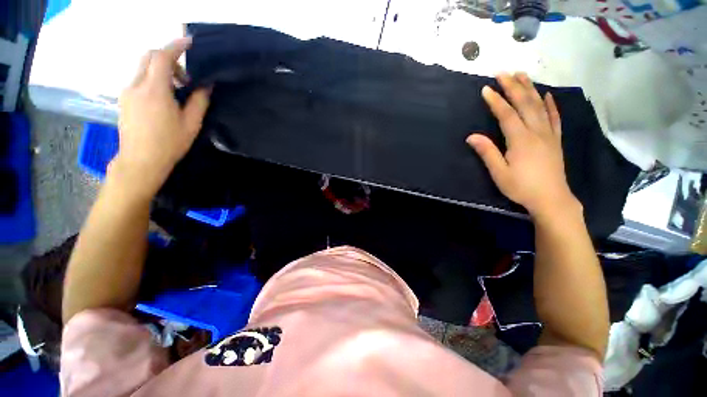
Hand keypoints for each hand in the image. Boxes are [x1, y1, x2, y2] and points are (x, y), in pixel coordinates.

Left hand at [110, 37, 210, 198]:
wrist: (141, 160)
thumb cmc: (169, 143)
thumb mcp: (191, 124)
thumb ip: (199, 101)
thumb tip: (206, 85)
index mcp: (155, 90)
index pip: (162, 57)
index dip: (176, 46)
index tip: (189, 42)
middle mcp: (136, 85)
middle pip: (149, 57)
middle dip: (168, 59)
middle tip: (185, 78)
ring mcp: (127, 91)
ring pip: (142, 67)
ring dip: (160, 71)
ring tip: (176, 91)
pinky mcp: (124, 99)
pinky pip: (138, 79)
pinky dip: (152, 79)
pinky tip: (163, 98)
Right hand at [467, 73, 578, 217]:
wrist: (551, 199)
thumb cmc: (521, 187)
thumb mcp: (499, 173)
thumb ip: (487, 152)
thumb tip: (471, 136)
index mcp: (520, 140)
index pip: (506, 114)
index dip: (496, 101)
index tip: (486, 89)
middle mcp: (536, 131)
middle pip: (524, 104)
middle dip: (513, 87)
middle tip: (503, 72)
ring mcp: (548, 134)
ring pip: (539, 106)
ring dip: (530, 89)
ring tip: (522, 75)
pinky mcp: (556, 139)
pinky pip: (554, 117)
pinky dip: (551, 104)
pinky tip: (547, 95)